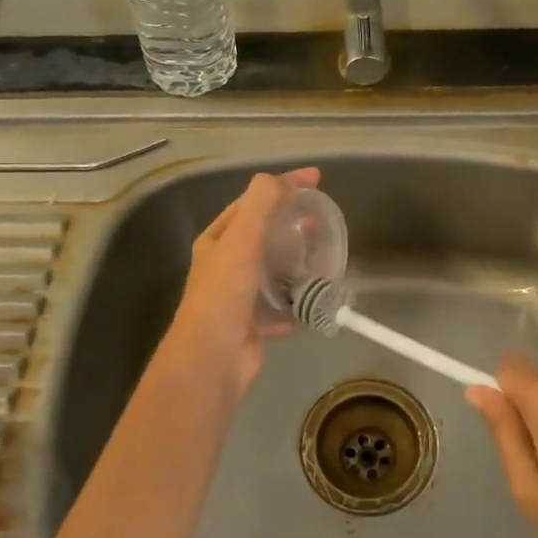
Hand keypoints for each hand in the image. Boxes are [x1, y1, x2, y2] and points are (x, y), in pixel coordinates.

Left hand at [158, 168, 321, 403]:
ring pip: (274, 270)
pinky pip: (282, 306)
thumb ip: (260, 204)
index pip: (252, 202)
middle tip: (320, 221)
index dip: (282, 186)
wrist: (213, 358)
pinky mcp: (255, 324)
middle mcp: (225, 265)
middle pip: (264, 236)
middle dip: (292, 225)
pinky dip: (299, 300)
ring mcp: (240, 296)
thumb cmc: (224, 293)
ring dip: (297, 262)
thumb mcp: (241, 239)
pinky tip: (318, 297)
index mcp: (217, 241)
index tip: (316, 179)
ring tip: (324, 256)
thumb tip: (280, 179)